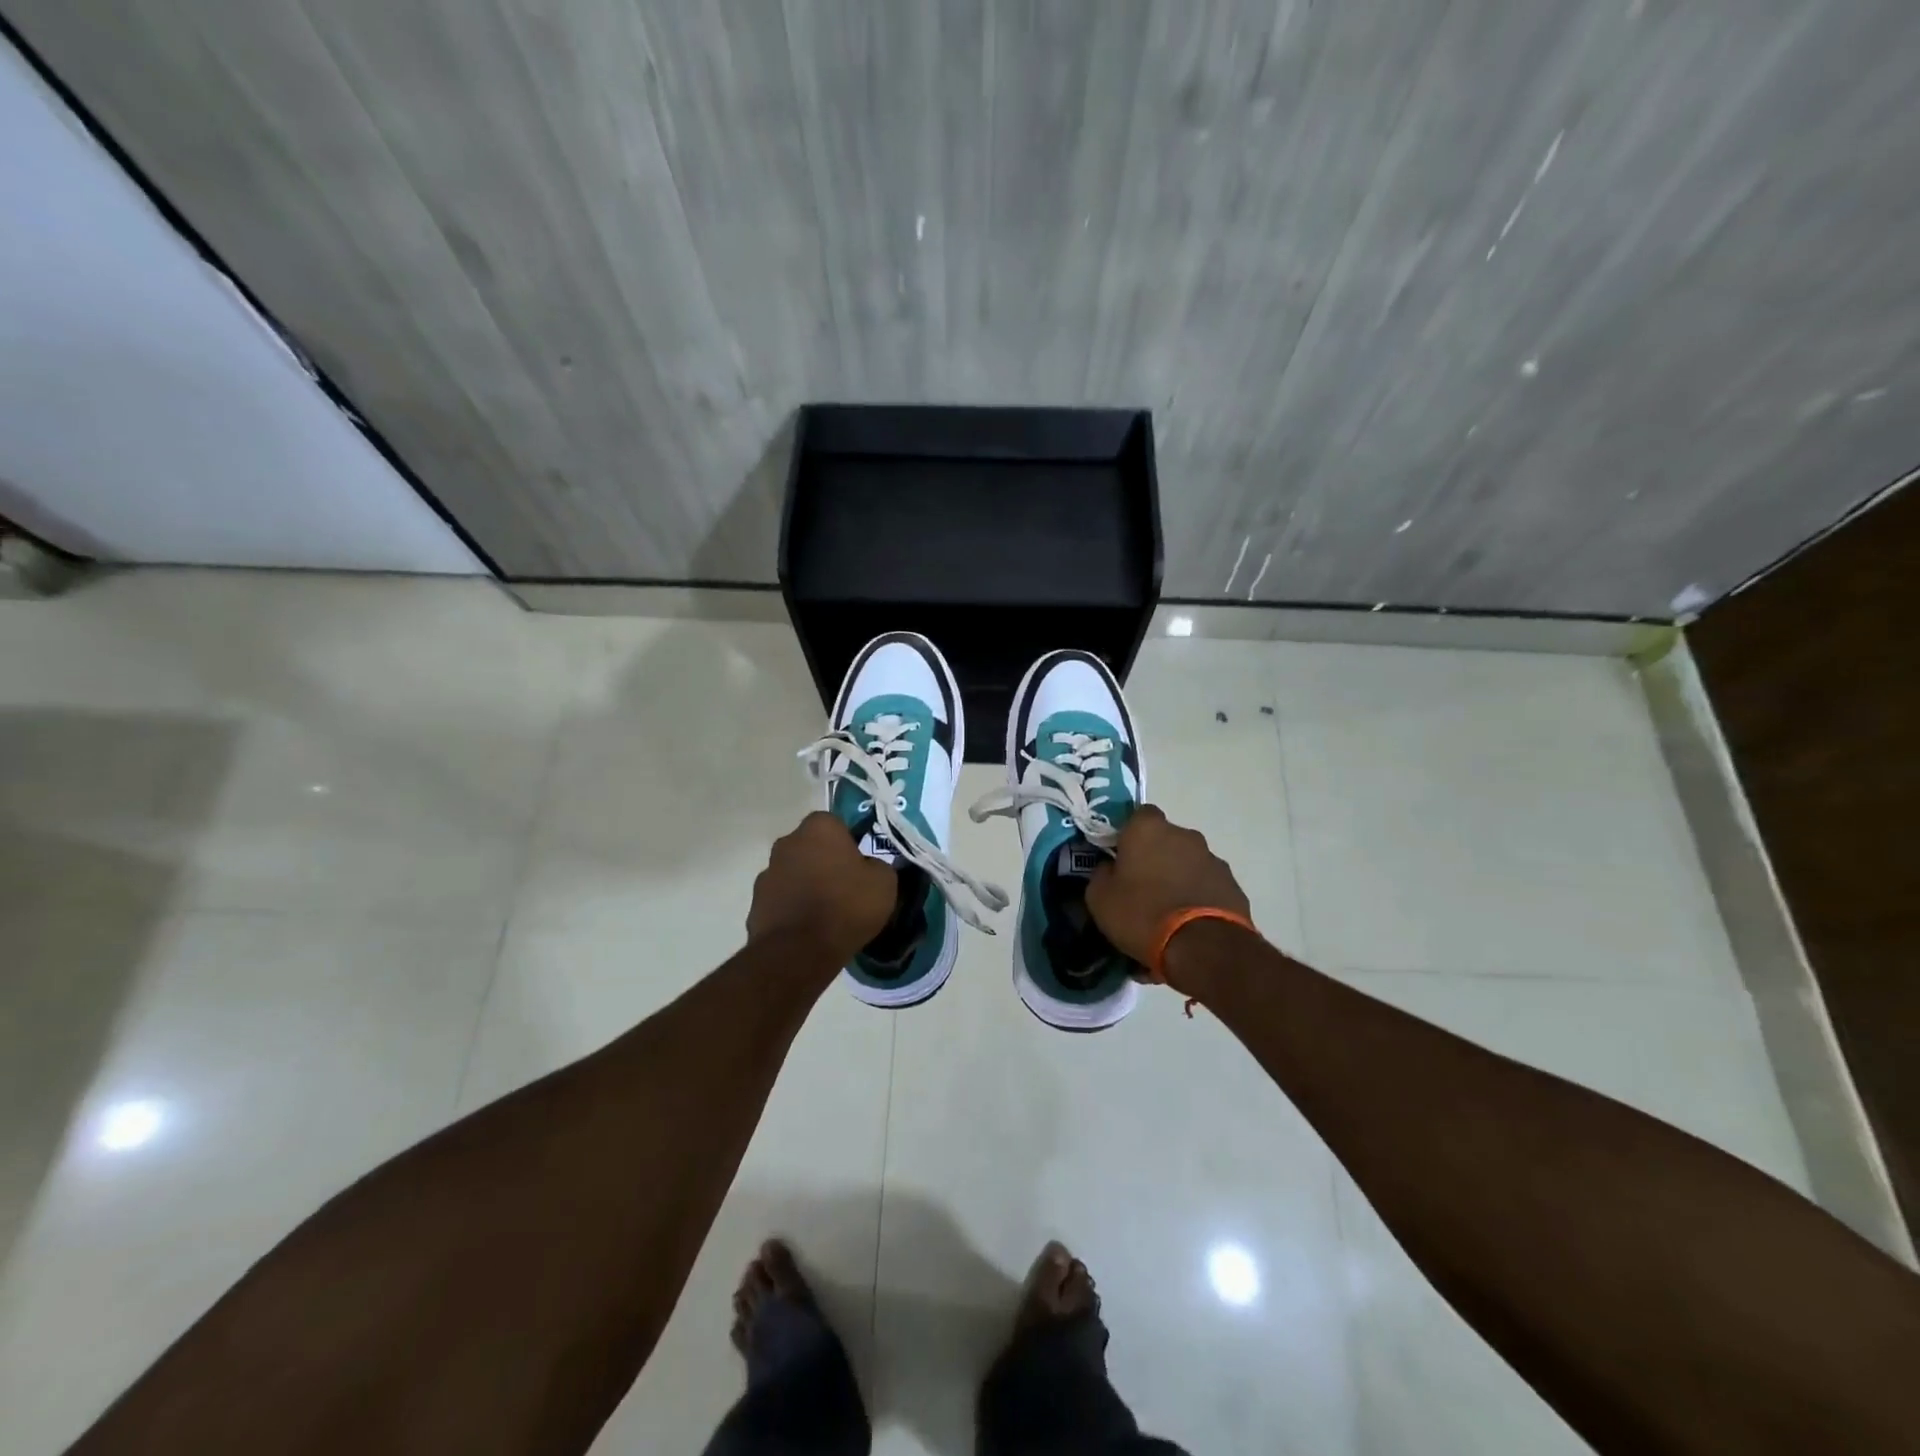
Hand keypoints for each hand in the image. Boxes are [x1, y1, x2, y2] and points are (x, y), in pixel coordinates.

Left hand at [748, 812, 898, 964]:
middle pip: (811, 847)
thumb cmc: (846, 906)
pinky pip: (781, 900)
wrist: (799, 951)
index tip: (859, 865)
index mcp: (819, 828)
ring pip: (793, 873)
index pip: (835, 824)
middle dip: (824, 861)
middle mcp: (788, 842)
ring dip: (805, 885)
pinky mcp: (755, 903)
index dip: (848, 843)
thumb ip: (877, 866)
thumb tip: (869, 868)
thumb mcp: (884, 883)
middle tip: (844, 887)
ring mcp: (767, 873)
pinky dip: (792, 909)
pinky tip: (807, 929)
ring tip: (825, 913)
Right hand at [1086, 805, 1252, 970]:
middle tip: (1143, 886)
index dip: (1129, 835)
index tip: (1121, 857)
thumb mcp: (1100, 899)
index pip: (1137, 816)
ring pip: (1188, 861)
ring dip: (1178, 876)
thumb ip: (1102, 874)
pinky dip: (1198, 895)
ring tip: (1168, 910)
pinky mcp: (1232, 884)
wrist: (1204, 947)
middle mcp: (1184, 835)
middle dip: (1155, 856)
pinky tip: (1189, 923)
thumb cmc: (1143, 914)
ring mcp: (1212, 858)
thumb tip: (1109, 868)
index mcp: (1148, 829)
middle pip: (1165, 839)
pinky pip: (1206, 884)